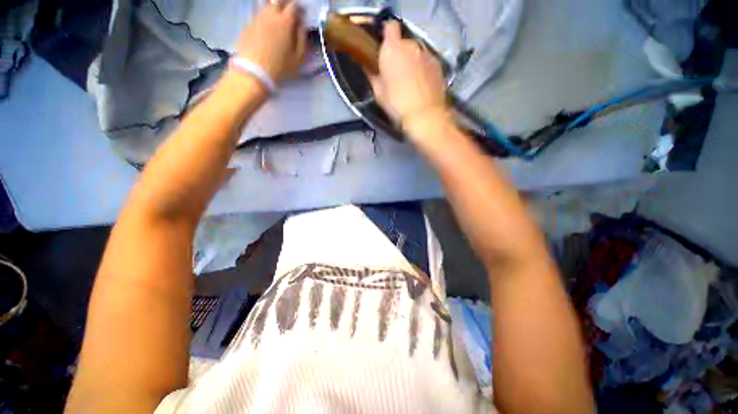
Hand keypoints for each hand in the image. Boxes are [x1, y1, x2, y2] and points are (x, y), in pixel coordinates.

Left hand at [235, 1, 305, 83]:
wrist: (254, 71)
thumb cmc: (280, 67)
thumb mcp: (298, 58)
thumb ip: (302, 39)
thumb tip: (302, 26)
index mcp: (285, 22)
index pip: (294, 6)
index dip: (299, 8)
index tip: (302, 14)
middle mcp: (271, 14)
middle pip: (278, 1)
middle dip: (286, 4)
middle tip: (290, 13)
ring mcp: (257, 18)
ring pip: (267, 6)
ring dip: (275, 9)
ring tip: (278, 20)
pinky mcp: (248, 24)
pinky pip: (259, 15)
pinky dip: (265, 17)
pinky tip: (268, 28)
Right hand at [369, 21, 448, 129]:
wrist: (424, 115)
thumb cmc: (397, 105)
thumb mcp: (378, 93)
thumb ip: (373, 76)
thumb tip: (370, 69)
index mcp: (392, 49)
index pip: (390, 27)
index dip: (387, 36)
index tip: (384, 50)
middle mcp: (410, 45)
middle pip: (404, 42)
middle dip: (399, 54)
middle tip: (396, 73)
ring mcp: (426, 54)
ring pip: (416, 52)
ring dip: (412, 61)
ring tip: (410, 82)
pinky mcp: (438, 64)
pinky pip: (427, 61)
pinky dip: (423, 68)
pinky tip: (421, 85)